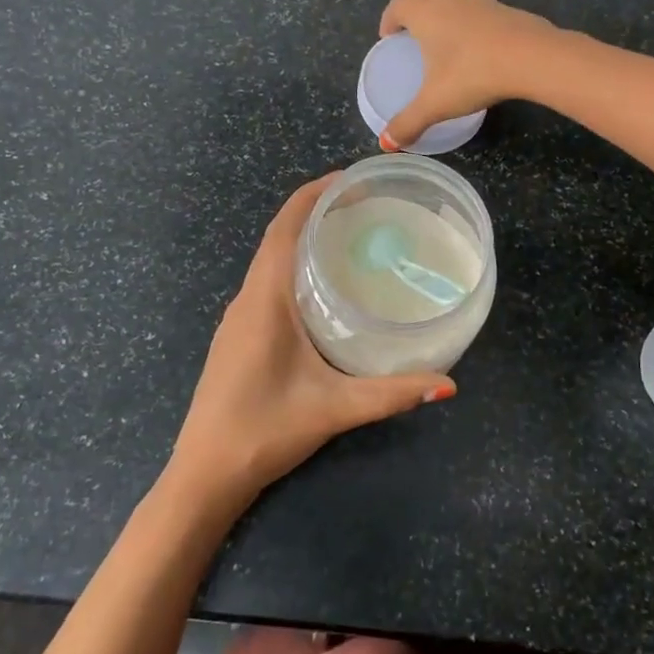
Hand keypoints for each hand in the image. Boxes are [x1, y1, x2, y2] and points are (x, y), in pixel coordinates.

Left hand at [165, 176, 456, 512]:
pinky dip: (294, 265)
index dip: (314, 194)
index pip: (285, 226)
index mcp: (264, 298)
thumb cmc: (264, 430)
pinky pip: (267, 282)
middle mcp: (247, 297)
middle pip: (278, 236)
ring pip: (271, 260)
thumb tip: (448, 383)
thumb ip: (392, 393)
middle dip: (317, 211)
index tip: (350, 179)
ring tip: (351, 236)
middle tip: (366, 206)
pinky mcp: (238, 334)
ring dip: (303, 238)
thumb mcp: (334, 408)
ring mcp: (238, 317)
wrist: (204, 473)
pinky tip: (324, 286)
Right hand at [376, 0, 561, 149]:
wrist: (532, 59)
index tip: (388, 36)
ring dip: (455, 10)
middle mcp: (454, 2)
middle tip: (422, 31)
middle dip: (422, 2)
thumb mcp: (436, 104)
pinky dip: (483, 24)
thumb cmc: (474, 75)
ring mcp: (486, 3)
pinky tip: (488, 50)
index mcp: (428, 16)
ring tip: (456, 40)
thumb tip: (387, 143)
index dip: (389, 18)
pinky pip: (490, 12)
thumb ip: (409, 123)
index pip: (399, 5)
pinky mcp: (513, 12)